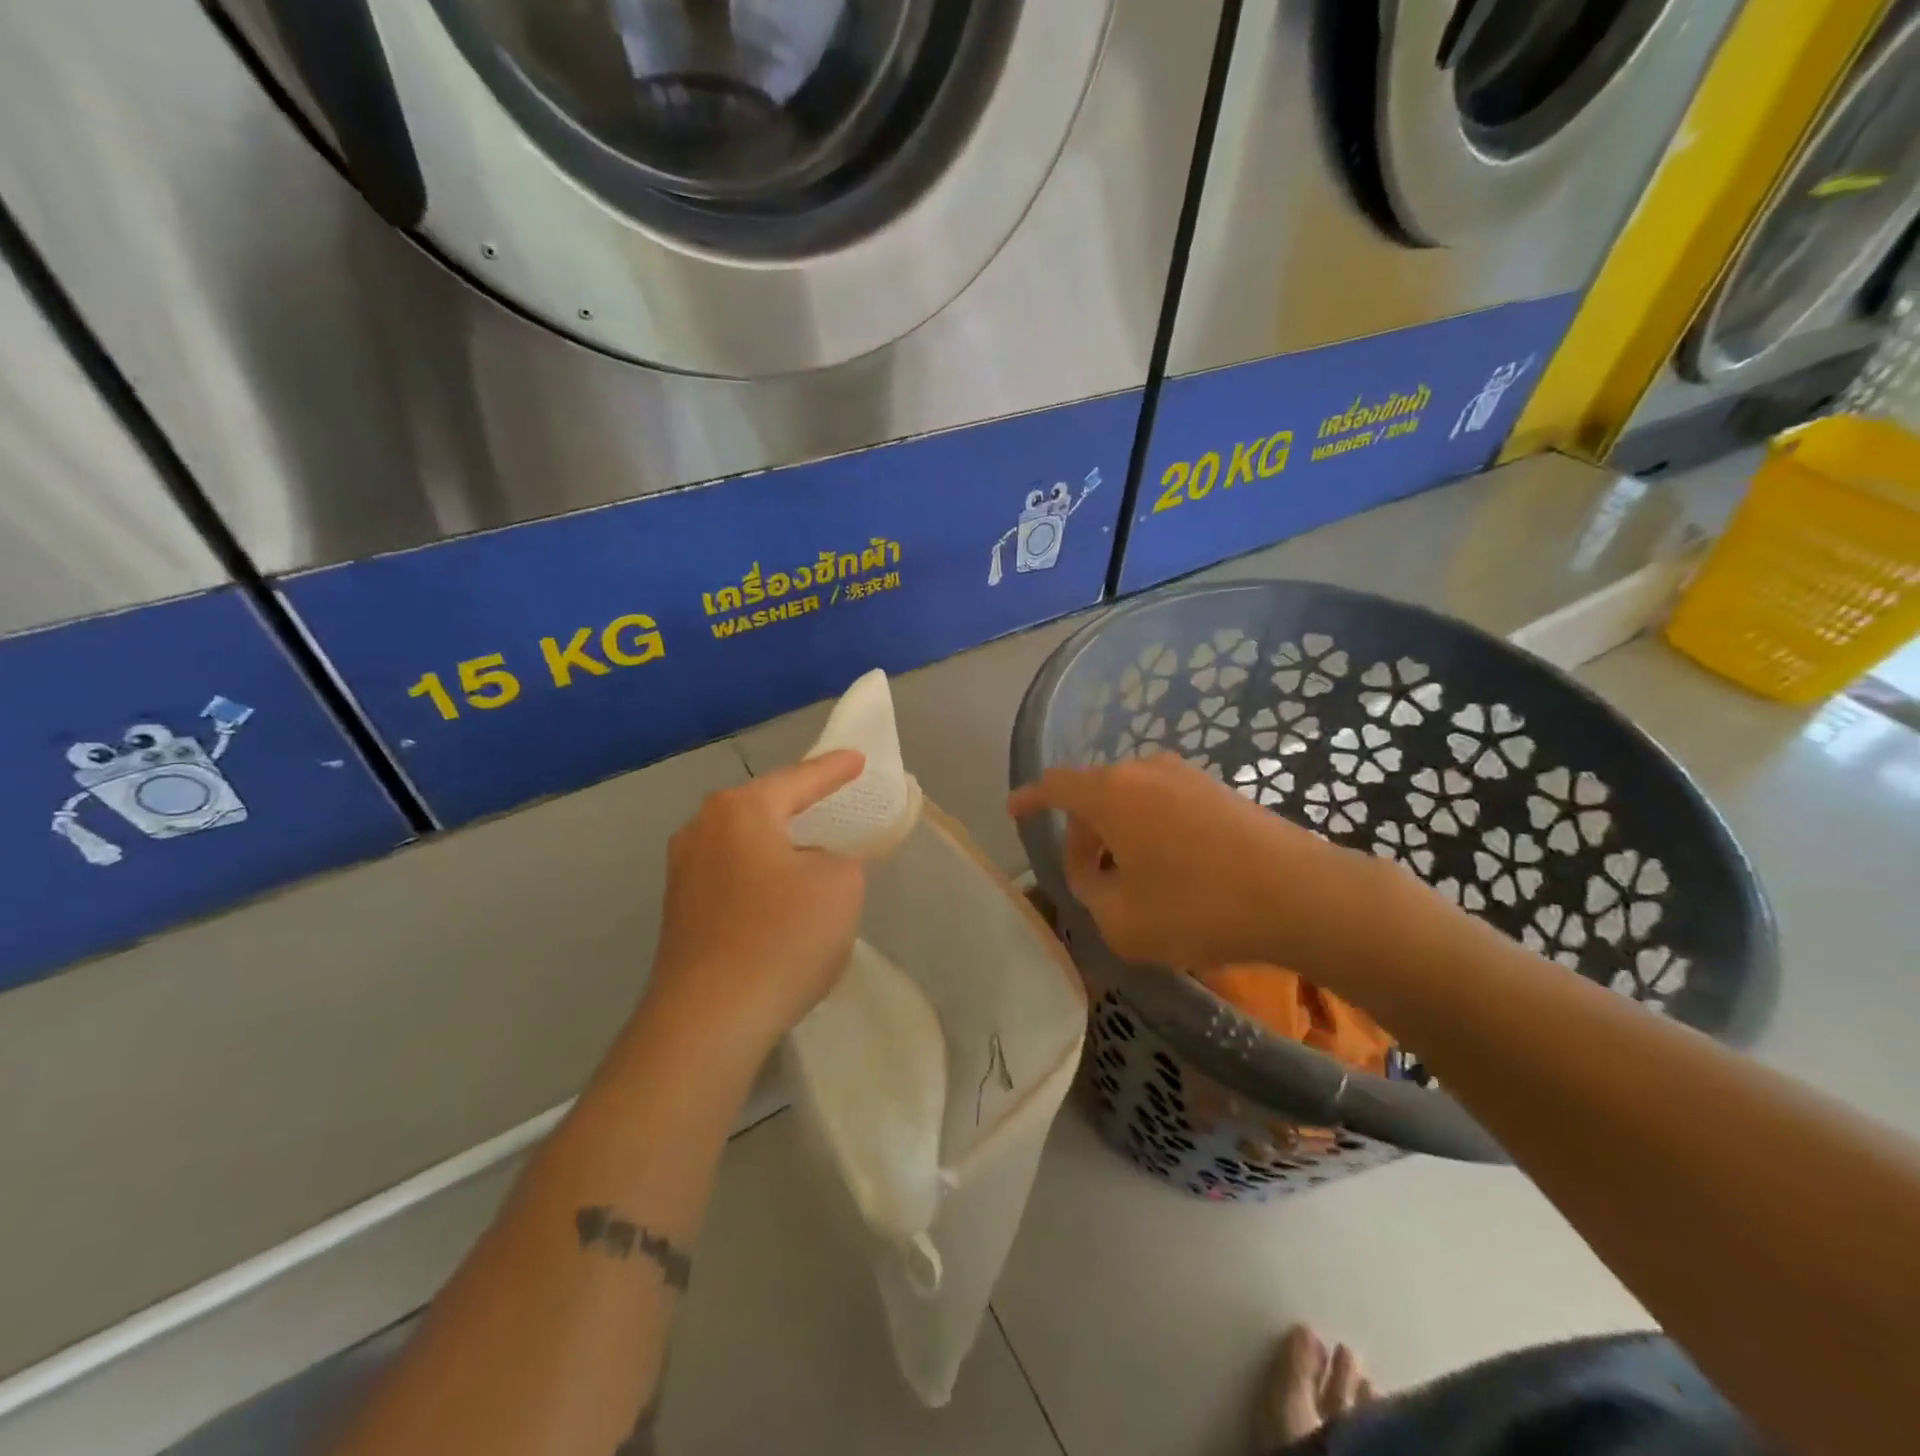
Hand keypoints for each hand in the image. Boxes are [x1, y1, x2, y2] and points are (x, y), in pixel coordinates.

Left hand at [643, 752, 867, 1062]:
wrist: (709, 1020)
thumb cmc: (782, 936)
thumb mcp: (840, 885)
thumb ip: (837, 859)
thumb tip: (810, 866)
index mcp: (740, 810)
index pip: (799, 780)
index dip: (834, 770)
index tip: (857, 759)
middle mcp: (702, 830)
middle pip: (763, 807)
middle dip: (798, 804)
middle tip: (831, 798)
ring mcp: (683, 872)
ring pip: (744, 844)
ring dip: (777, 846)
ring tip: (809, 849)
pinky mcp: (679, 913)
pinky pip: (732, 877)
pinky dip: (761, 878)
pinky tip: (779, 898)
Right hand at [1007, 753, 1396, 981]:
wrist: (1303, 896)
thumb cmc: (1199, 906)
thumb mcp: (1122, 920)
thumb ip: (1091, 894)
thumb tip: (1096, 877)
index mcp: (1112, 792)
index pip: (1056, 785)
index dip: (1030, 797)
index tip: (1014, 810)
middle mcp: (1145, 770)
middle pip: (1095, 796)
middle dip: (1082, 836)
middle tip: (1086, 880)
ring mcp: (1188, 776)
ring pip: (1132, 801)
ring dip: (1120, 837)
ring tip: (1131, 884)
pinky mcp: (1220, 791)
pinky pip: (1165, 806)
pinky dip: (1152, 833)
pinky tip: (1172, 874)